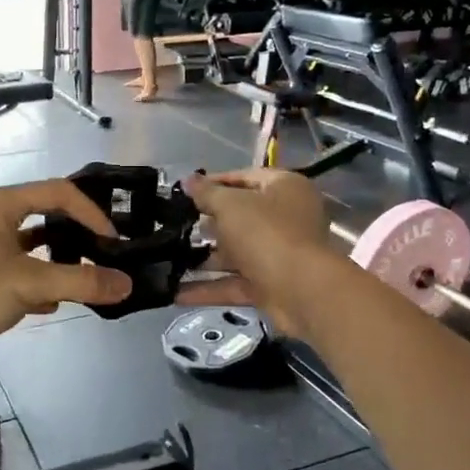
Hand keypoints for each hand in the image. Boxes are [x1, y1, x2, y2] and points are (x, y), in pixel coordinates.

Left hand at [0, 180, 132, 367]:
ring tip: (83, 279)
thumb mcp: (28, 284)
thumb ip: (80, 282)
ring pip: (29, 245)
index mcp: (0, 204)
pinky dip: (35, 280)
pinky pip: (14, 268)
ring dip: (56, 260)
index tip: (114, 241)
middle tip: (103, 255)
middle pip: (44, 215)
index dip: (91, 213)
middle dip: (75, 235)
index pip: (59, 193)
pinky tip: (50, 304)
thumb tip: (126, 284)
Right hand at [175, 169, 344, 337]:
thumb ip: (207, 193)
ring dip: (204, 259)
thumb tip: (188, 181)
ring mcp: (278, 254)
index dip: (213, 183)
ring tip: (168, 260)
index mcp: (284, 188)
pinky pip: (234, 282)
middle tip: (173, 226)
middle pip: (240, 217)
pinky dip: (208, 288)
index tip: (184, 192)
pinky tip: (176, 292)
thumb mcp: (230, 205)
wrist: (302, 291)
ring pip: (236, 253)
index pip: (244, 177)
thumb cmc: (267, 233)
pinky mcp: (270, 286)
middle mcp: (285, 218)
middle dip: (206, 224)